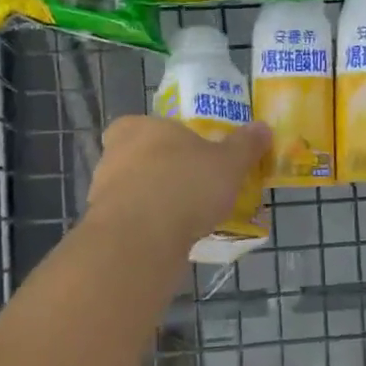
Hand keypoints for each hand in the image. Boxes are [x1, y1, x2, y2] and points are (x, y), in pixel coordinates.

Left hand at [84, 116, 270, 249]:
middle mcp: (114, 154)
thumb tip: (263, 127)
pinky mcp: (103, 228)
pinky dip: (149, 228)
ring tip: (190, 217)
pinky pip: (132, 222)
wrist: (140, 241)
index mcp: (139, 127)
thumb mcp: (228, 163)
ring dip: (155, 201)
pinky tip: (174, 239)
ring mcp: (103, 193)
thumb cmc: (184, 185)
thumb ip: (245, 145)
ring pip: (134, 190)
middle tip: (193, 184)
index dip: (164, 137)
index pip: (144, 124)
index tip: (186, 152)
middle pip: (139, 156)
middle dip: (163, 170)